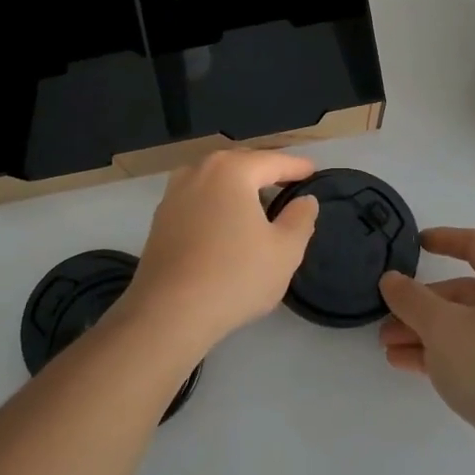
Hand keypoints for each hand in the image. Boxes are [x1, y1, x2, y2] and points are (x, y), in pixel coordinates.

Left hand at [116, 150, 320, 355]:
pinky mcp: (160, 218)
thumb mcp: (285, 251)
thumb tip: (305, 201)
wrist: (169, 313)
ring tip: (259, 202)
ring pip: (216, 180)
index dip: (297, 167)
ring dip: (238, 186)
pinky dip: (217, 203)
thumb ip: (300, 219)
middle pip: (241, 164)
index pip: (273, 161)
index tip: (313, 171)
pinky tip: (226, 223)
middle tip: (289, 182)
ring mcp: (174, 193)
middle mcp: (198, 171)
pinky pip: (198, 199)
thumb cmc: (235, 276)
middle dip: (266, 171)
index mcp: (232, 170)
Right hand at [378, 228, 474, 464]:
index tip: (415, 244)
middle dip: (421, 304)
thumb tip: (392, 280)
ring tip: (387, 346)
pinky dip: (437, 355)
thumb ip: (411, 299)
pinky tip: (404, 364)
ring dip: (423, 332)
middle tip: (387, 318)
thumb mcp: (442, 325)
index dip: (445, 239)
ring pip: (461, 328)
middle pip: (463, 293)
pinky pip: (467, 356)